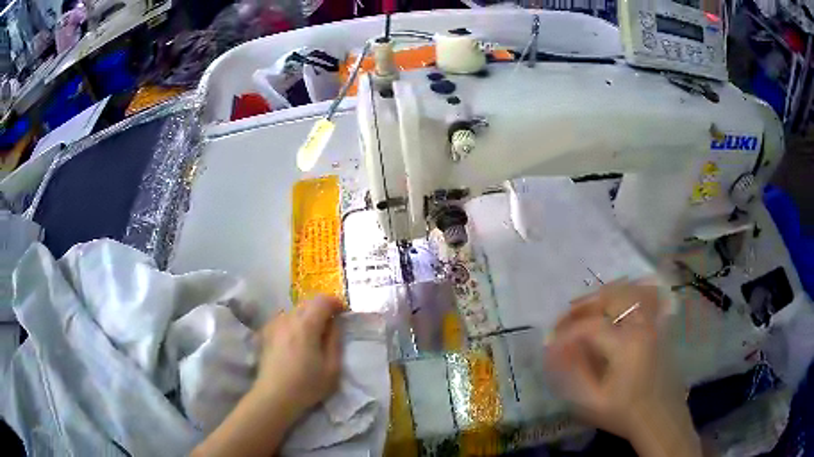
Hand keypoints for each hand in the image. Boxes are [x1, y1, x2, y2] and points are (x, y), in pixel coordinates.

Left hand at [255, 295, 343, 420]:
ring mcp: (274, 324)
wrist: (274, 396)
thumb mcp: (332, 367)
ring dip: (306, 316)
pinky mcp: (265, 333)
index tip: (343, 313)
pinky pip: (283, 320)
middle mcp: (288, 318)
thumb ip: (335, 340)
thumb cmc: (307, 384)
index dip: (335, 303)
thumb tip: (335, 323)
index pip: (323, 301)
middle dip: (321, 309)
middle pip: (307, 303)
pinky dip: (292, 323)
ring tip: (310, 335)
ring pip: (294, 311)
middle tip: (329, 326)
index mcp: (306, 325)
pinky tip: (294, 340)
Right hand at [545, 282, 700, 456]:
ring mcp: (654, 322)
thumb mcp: (593, 401)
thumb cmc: (625, 412)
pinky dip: (630, 292)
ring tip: (586, 310)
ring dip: (604, 295)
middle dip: (582, 306)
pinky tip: (617, 302)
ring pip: (629, 290)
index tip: (550, 343)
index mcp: (625, 345)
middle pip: (610, 297)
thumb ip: (574, 372)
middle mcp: (641, 325)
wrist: (660, 417)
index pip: (589, 326)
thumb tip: (556, 349)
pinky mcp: (660, 325)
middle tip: (564, 322)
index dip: (565, 332)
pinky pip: (646, 296)